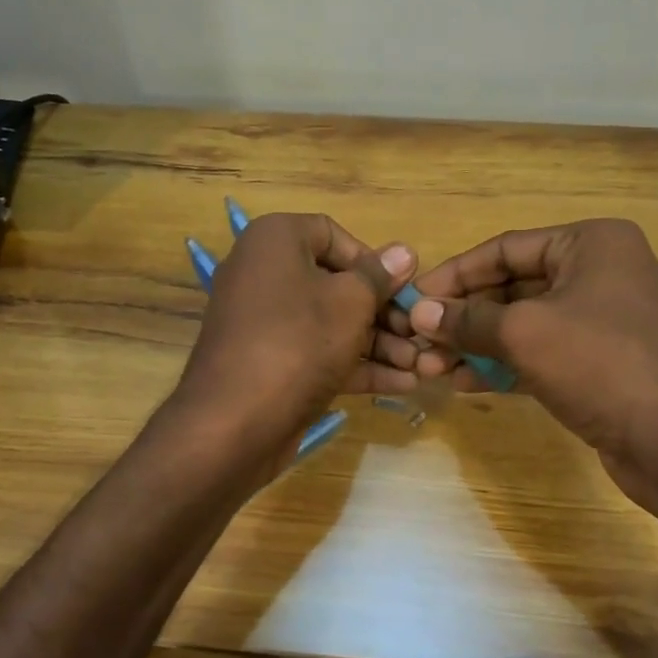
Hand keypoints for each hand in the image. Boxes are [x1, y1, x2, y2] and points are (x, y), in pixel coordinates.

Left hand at [173, 213, 417, 446]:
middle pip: (334, 283)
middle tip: (419, 334)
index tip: (399, 288)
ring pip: (330, 323)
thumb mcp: (350, 303)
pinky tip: (403, 383)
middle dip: (383, 311)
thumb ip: (379, 277)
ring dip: (378, 343)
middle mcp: (263, 274)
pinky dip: (356, 365)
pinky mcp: (270, 364)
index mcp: (274, 240)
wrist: (234, 423)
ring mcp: (264, 323)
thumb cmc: (298, 342)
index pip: (331, 234)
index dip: (370, 260)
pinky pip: (317, 353)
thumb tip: (403, 252)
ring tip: (423, 364)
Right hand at [397, 219, 657, 505]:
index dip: (455, 274)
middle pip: (510, 287)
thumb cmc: (601, 363)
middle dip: (462, 316)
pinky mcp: (595, 365)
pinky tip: (461, 382)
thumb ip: (468, 320)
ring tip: (429, 367)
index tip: (413, 298)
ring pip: (520, 324)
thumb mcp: (525, 332)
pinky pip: (536, 355)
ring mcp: (597, 322)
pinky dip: (500, 365)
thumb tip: (419, 314)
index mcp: (589, 245)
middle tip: (416, 340)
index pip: (504, 248)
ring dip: (474, 344)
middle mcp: (596, 274)